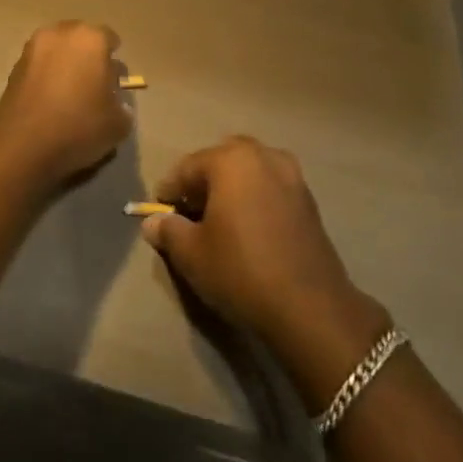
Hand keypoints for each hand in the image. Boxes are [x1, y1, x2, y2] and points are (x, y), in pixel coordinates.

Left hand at [0, 21, 133, 184]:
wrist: (22, 145)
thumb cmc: (79, 126)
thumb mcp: (118, 124)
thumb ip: (122, 106)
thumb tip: (114, 103)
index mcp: (90, 38)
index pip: (110, 39)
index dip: (114, 62)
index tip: (114, 83)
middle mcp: (60, 34)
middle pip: (80, 40)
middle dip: (88, 57)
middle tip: (93, 86)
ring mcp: (32, 48)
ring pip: (57, 51)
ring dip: (65, 66)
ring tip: (70, 95)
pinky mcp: (13, 67)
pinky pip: (39, 66)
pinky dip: (46, 77)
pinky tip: (50, 102)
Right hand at [142, 136, 378, 353]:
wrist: (309, 305)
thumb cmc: (240, 270)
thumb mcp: (191, 254)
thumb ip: (168, 230)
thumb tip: (153, 222)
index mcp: (231, 160)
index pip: (187, 167)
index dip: (169, 190)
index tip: (159, 213)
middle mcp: (264, 156)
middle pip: (222, 161)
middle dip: (203, 182)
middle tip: (190, 213)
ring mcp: (292, 176)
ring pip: (250, 171)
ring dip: (232, 187)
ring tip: (220, 220)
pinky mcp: (309, 200)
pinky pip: (271, 187)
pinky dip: (255, 198)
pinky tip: (249, 228)